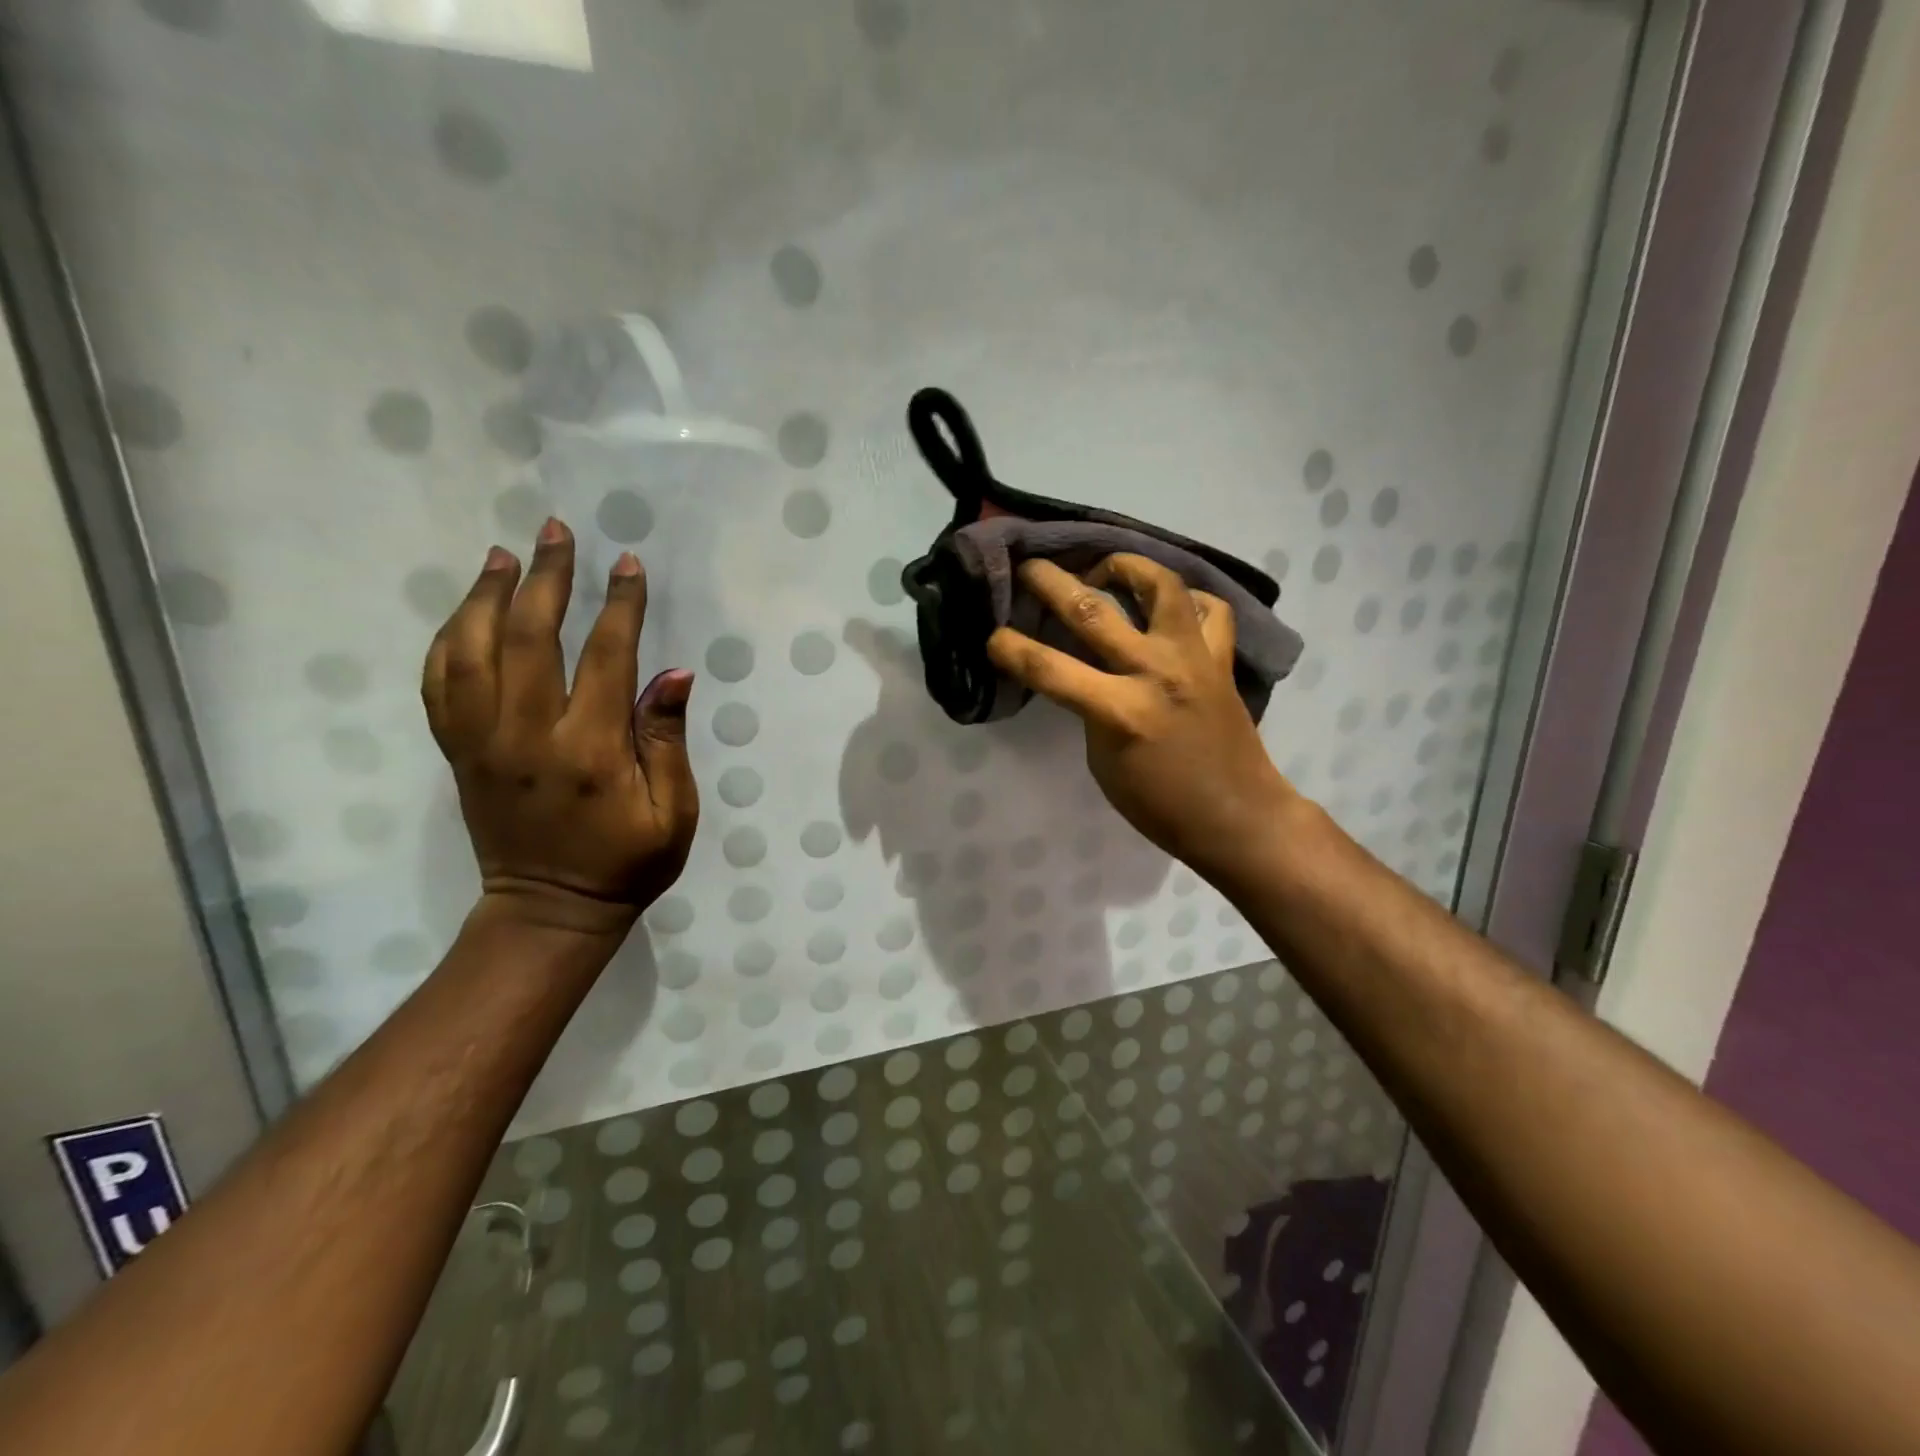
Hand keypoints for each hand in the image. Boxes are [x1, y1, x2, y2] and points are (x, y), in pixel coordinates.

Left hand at [422, 519, 698, 940]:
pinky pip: (439, 684)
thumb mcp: (674, 812)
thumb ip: (666, 740)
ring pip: (470, 651)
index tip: (628, 565)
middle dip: (547, 578)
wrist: (550, 910)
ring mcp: (482, 742)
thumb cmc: (627, 863)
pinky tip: (465, 613)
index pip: (605, 657)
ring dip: (486, 596)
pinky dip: (447, 640)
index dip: (619, 606)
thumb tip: (672, 673)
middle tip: (558, 532)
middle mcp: (526, 735)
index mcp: (589, 749)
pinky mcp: (458, 753)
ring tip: (505, 556)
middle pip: (528, 637)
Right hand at [987, 553, 1295, 884]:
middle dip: (1051, 582)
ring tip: (1106, 569)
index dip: (1010, 648)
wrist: (1236, 816)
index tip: (992, 636)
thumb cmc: (1158, 803)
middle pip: (1092, 610)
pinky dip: (1187, 599)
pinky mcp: (1222, 658)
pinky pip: (1209, 609)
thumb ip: (1089, 710)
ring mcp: (1194, 658)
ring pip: (1162, 585)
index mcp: (1119, 711)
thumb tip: (1081, 672)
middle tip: (1031, 567)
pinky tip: (1168, 607)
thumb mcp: (1103, 762)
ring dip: (1127, 567)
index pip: (1049, 668)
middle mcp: (1155, 672)